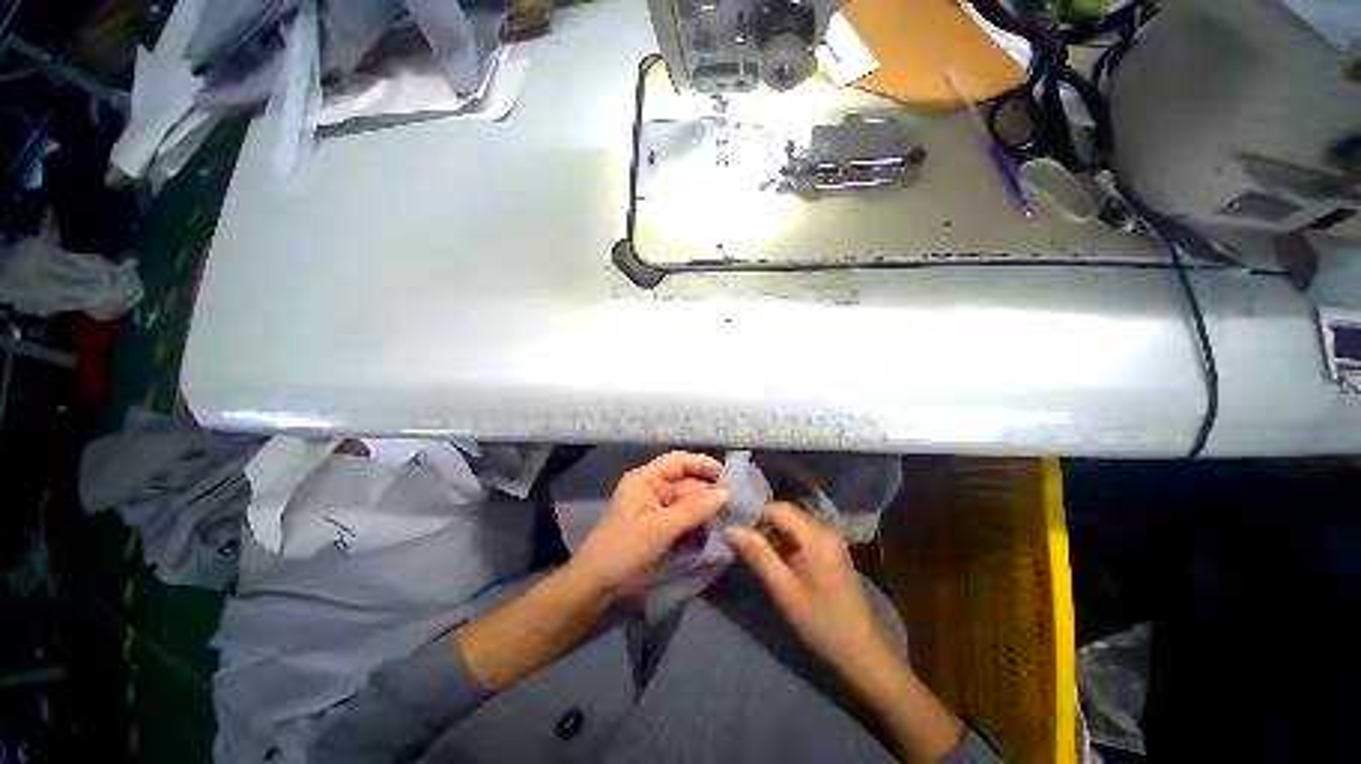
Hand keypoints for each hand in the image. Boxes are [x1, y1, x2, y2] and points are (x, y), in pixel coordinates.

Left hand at [570, 452, 727, 597]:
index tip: (725, 475)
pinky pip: (683, 517)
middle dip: (707, 490)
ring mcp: (656, 508)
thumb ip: (693, 510)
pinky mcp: (659, 526)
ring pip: (687, 501)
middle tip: (734, 502)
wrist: (597, 584)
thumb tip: (726, 493)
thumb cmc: (624, 548)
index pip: (678, 461)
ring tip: (729, 515)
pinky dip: (697, 521)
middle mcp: (652, 488)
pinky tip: (714, 527)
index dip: (701, 464)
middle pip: (685, 482)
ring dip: (705, 507)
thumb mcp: (660, 527)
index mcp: (645, 479)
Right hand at [725, 502, 885, 672]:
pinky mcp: (830, 550)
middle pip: (785, 516)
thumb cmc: (820, 620)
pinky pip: (801, 537)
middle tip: (739, 542)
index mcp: (817, 535)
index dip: (754, 515)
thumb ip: (756, 554)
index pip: (778, 509)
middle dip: (761, 527)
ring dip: (772, 538)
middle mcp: (825, 528)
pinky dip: (784, 546)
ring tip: (752, 553)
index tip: (733, 528)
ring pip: (791, 526)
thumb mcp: (783, 588)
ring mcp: (830, 539)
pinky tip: (773, 562)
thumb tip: (730, 529)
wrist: (860, 651)